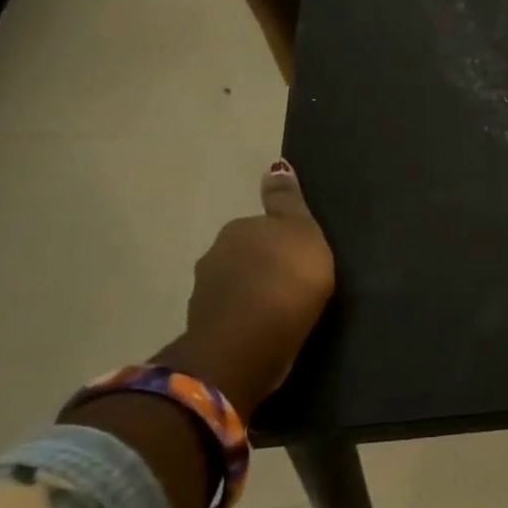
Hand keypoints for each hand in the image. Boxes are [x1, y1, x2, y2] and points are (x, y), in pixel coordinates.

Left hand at [162, 160, 335, 414]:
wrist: (249, 342)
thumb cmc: (287, 279)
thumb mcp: (301, 232)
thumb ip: (287, 201)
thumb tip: (275, 165)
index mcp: (239, 228)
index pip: (261, 226)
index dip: (281, 240)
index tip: (299, 258)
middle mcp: (215, 254)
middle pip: (244, 255)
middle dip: (262, 265)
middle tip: (292, 283)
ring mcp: (205, 293)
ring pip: (234, 286)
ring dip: (251, 293)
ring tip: (279, 310)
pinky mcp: (206, 329)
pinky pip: (231, 316)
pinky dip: (244, 320)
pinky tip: (263, 331)